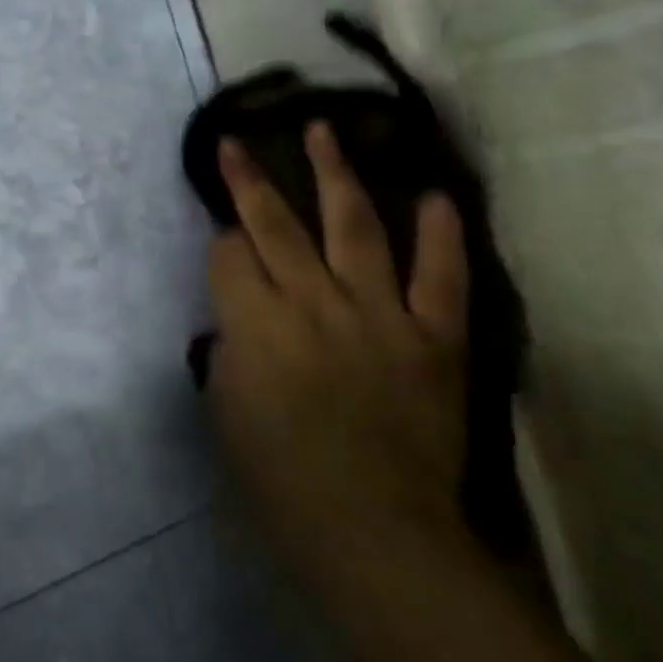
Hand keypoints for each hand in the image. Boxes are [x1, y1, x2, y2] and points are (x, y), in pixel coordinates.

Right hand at [207, 123, 471, 589]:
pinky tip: (432, 195)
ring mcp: (378, 313)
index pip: (229, 255)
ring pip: (354, 226)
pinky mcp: (434, 336)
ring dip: (336, 174)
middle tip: (238, 142)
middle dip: (250, 179)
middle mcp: (313, 302)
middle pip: (275, 224)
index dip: (222, 242)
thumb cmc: (279, 478)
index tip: (224, 240)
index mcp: (255, 323)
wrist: (375, 531)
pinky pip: (440, 275)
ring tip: (325, 131)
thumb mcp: (224, 409)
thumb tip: (239, 317)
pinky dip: (439, 233)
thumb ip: (228, 348)